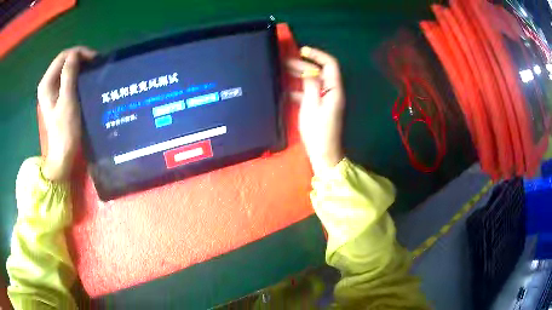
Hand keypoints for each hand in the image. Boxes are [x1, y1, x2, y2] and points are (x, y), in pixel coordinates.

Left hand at [38, 47, 96, 181]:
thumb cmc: (65, 129)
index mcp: (46, 83)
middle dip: (79, 59)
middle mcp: (47, 84)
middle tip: (94, 64)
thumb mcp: (67, 101)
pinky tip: (84, 79)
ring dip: (79, 67)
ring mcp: (51, 91)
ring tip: (91, 71)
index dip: (78, 53)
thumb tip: (75, 54)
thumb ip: (69, 75)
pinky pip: (66, 78)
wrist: (63, 154)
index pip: (63, 56)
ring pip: (66, 69)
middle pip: (64, 61)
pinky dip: (76, 75)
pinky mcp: (56, 97)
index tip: (94, 59)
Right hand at [287, 46, 344, 174]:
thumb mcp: (311, 105)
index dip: (317, 55)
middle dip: (304, 65)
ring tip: (282, 71)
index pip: (330, 64)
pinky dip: (299, 89)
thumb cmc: (318, 131)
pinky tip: (285, 91)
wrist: (323, 153)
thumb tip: (309, 70)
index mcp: (333, 89)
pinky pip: (310, 93)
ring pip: (314, 82)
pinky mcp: (320, 107)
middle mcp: (332, 92)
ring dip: (300, 76)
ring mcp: (326, 100)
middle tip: (284, 62)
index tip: (301, 51)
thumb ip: (311, 85)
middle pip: (320, 72)